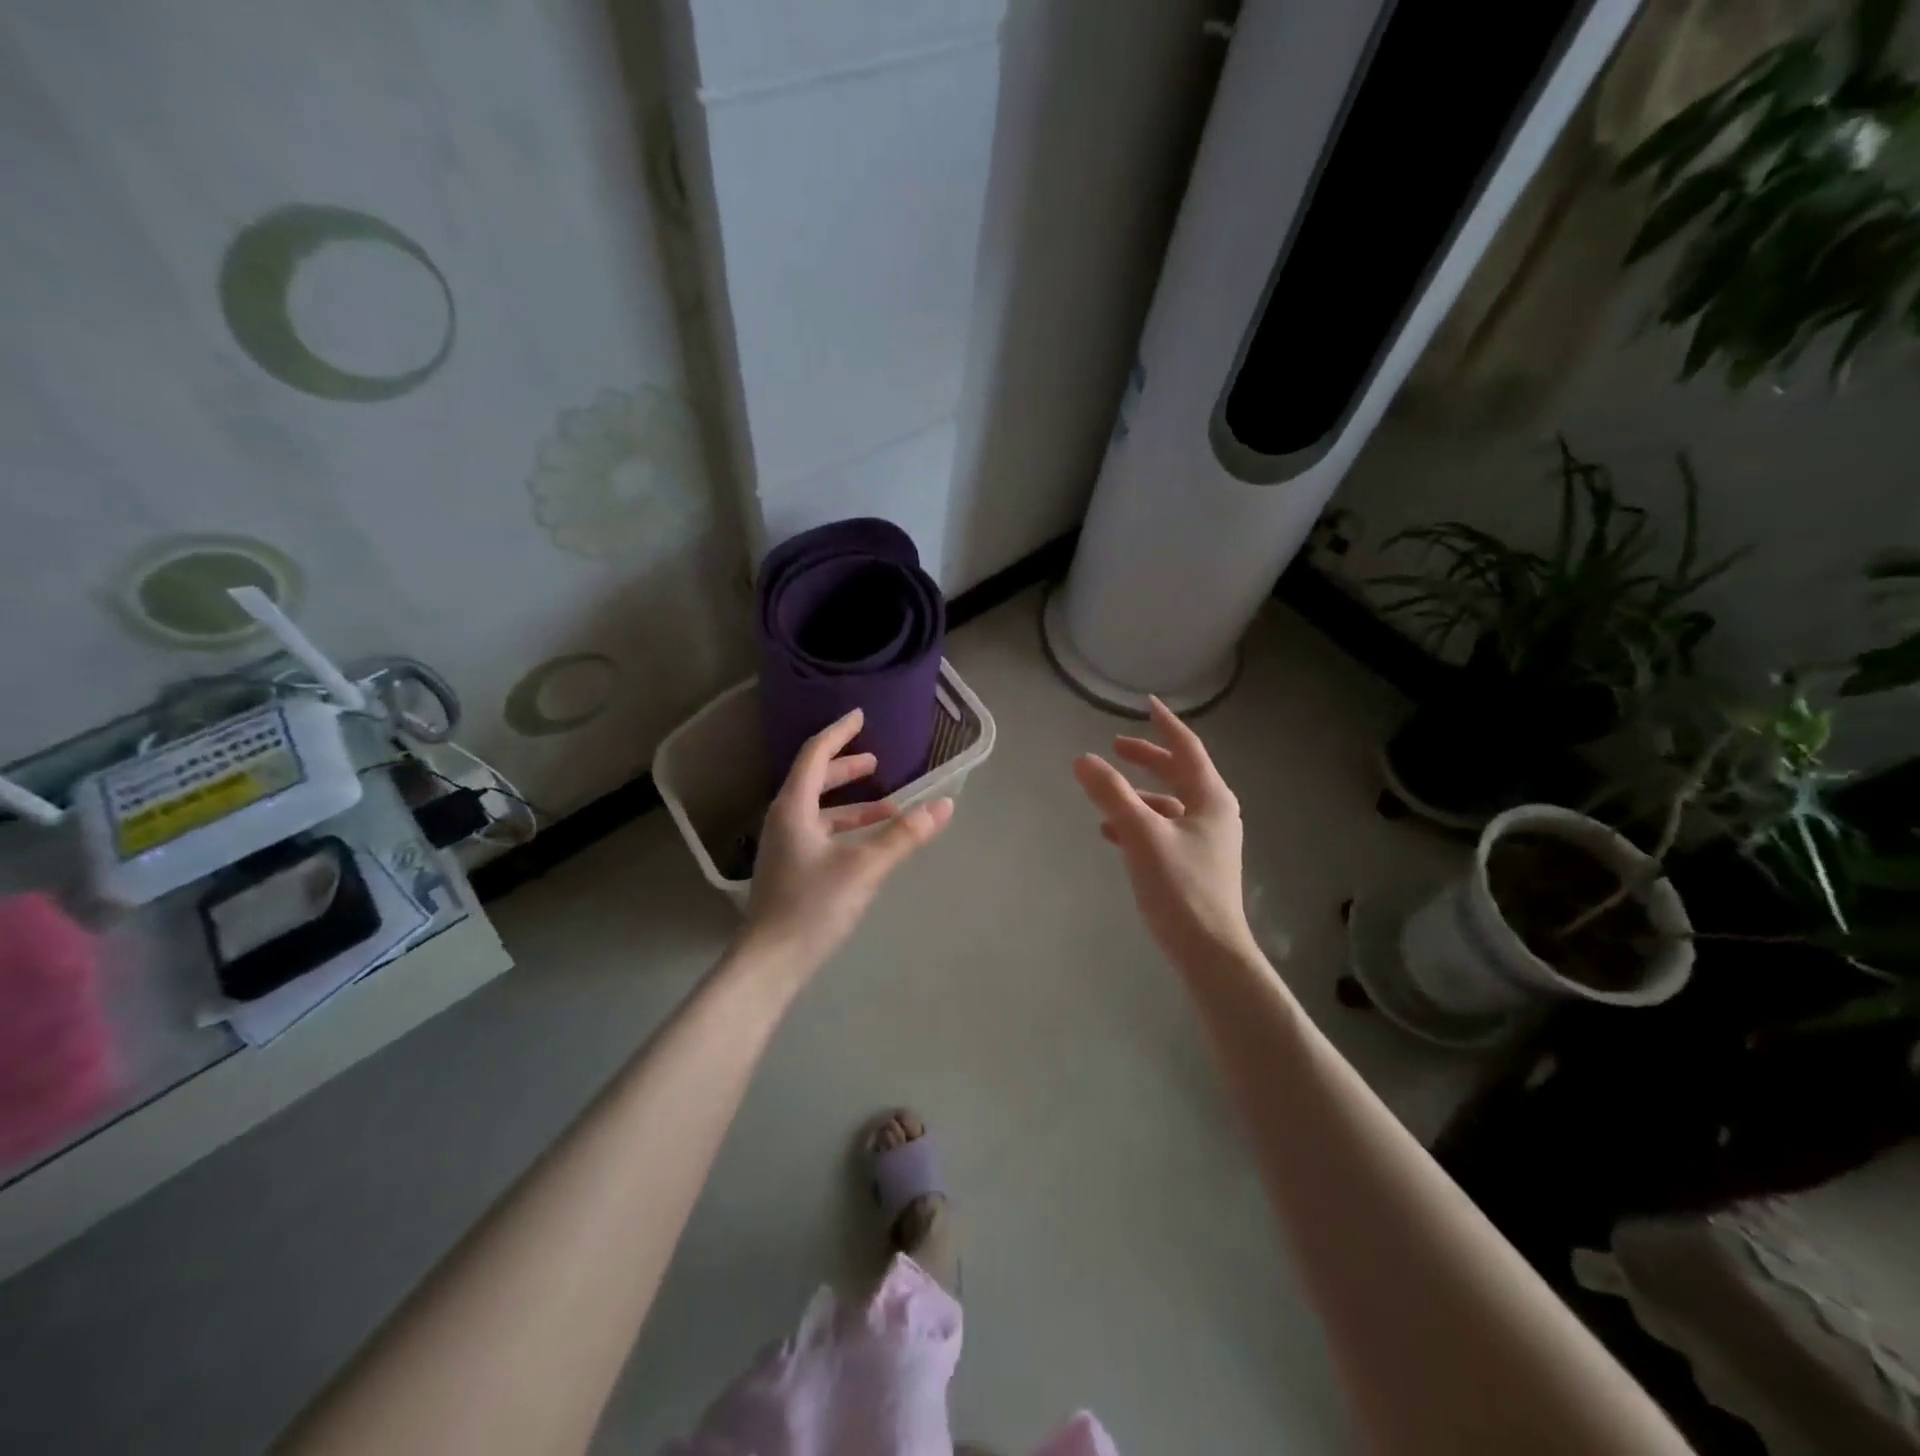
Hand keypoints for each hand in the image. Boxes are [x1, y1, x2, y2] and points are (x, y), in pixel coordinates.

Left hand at [743, 708, 953, 973]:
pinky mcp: (790, 867)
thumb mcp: (865, 867)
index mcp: (794, 807)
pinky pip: (819, 831)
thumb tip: (944, 805)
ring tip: (887, 805)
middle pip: (815, 779)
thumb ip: (904, 835)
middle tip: (875, 760)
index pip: (815, 755)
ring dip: (851, 803)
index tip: (860, 715)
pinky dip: (845, 827)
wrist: (770, 961)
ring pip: (819, 809)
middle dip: (846, 767)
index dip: (839, 732)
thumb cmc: (813, 906)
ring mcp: (784, 845)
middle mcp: (784, 819)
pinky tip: (868, 842)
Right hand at [1073, 697, 1258, 973]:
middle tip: (1115, 747)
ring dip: (1138, 795)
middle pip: (1179, 774)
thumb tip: (1083, 759)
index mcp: (1210, 798)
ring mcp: (1206, 841)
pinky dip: (1139, 824)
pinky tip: (1112, 834)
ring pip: (1168, 805)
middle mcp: (1214, 814)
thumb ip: (1111, 794)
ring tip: (1104, 796)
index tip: (1146, 704)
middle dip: (1147, 759)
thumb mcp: (1140, 833)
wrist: (1209, 951)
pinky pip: (1164, 830)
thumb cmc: (1179, 886)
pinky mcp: (1195, 865)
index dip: (1165, 725)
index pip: (1187, 748)